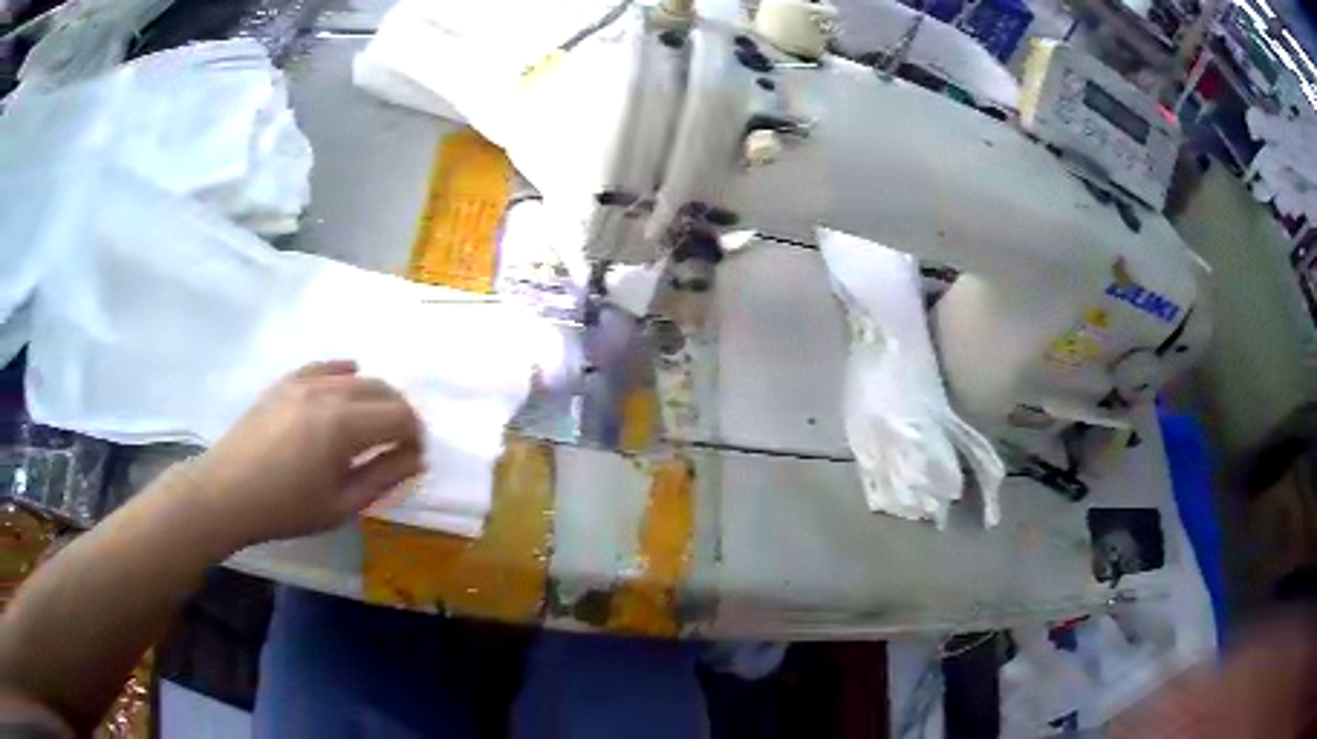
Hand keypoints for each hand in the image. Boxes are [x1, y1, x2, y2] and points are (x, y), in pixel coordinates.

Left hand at [187, 360, 423, 548]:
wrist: (228, 492)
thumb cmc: (286, 508)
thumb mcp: (341, 504)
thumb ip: (384, 477)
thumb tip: (416, 458)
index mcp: (345, 425)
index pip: (400, 416)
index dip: (415, 435)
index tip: (415, 457)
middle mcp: (329, 392)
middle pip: (382, 389)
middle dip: (400, 414)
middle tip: (400, 443)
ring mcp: (304, 381)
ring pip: (356, 377)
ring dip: (375, 396)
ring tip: (374, 423)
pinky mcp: (286, 382)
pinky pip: (325, 367)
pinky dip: (344, 374)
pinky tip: (348, 381)